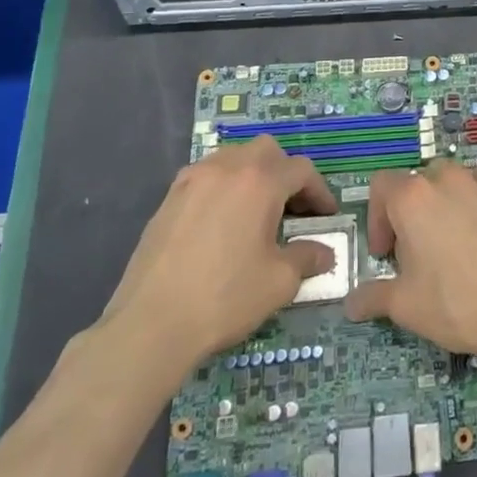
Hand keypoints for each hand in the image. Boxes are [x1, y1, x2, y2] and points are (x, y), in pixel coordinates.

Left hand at [88, 136, 337, 374]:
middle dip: (285, 173)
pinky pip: (207, 177)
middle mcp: (226, 168)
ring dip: (253, 176)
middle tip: (293, 209)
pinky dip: (224, 188)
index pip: (301, 170)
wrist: (150, 325)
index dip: (320, 192)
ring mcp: (193, 179)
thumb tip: (324, 253)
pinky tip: (223, 224)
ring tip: (257, 214)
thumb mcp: (279, 282)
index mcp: (259, 181)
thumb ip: (307, 258)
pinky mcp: (169, 198)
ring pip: (233, 158)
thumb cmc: (224, 298)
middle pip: (267, 151)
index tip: (326, 217)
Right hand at [344, 152, 476, 371]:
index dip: (378, 219)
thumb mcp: (405, 306)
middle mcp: (444, 179)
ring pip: (451, 175)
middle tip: (418, 252)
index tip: (386, 255)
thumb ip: (372, 296)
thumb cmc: (456, 305)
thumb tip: (350, 303)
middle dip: (410, 212)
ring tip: (452, 233)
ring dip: (443, 197)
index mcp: (411, 199)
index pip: (381, 186)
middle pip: (416, 182)